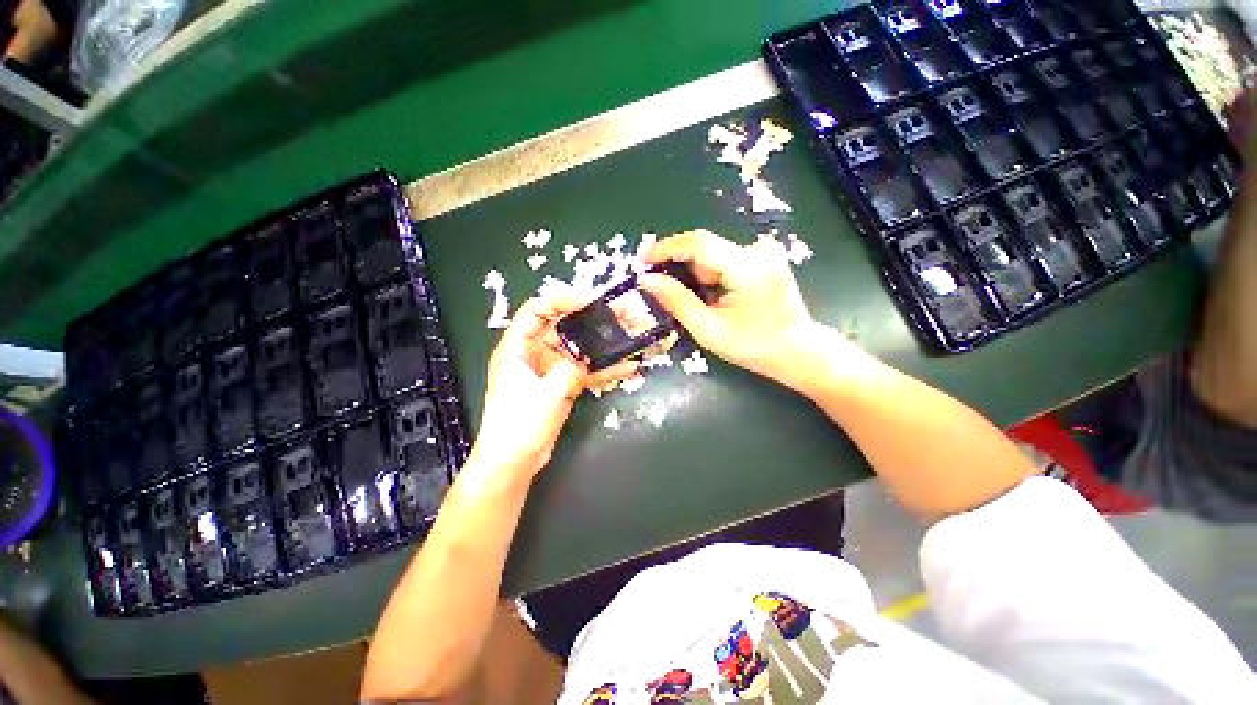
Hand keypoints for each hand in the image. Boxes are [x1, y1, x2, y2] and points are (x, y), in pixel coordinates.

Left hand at [473, 296, 636, 477]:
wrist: (513, 462)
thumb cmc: (518, 425)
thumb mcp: (545, 393)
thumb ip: (567, 372)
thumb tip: (582, 365)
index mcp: (518, 347)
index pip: (537, 310)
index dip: (562, 301)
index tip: (590, 300)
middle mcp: (534, 353)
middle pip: (563, 326)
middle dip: (590, 319)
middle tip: (617, 315)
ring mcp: (550, 370)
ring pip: (578, 349)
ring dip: (601, 344)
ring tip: (628, 336)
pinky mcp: (562, 385)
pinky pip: (585, 371)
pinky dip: (603, 370)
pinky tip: (627, 367)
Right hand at [638, 229, 828, 389]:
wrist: (797, 350)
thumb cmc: (753, 346)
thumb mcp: (708, 330)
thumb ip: (677, 301)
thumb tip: (647, 279)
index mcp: (748, 269)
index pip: (699, 244)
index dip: (667, 248)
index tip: (643, 260)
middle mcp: (758, 250)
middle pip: (705, 248)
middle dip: (681, 268)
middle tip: (665, 291)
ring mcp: (764, 251)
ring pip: (713, 254)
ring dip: (697, 275)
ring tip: (700, 303)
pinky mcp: (764, 256)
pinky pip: (725, 258)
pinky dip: (711, 275)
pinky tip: (714, 296)